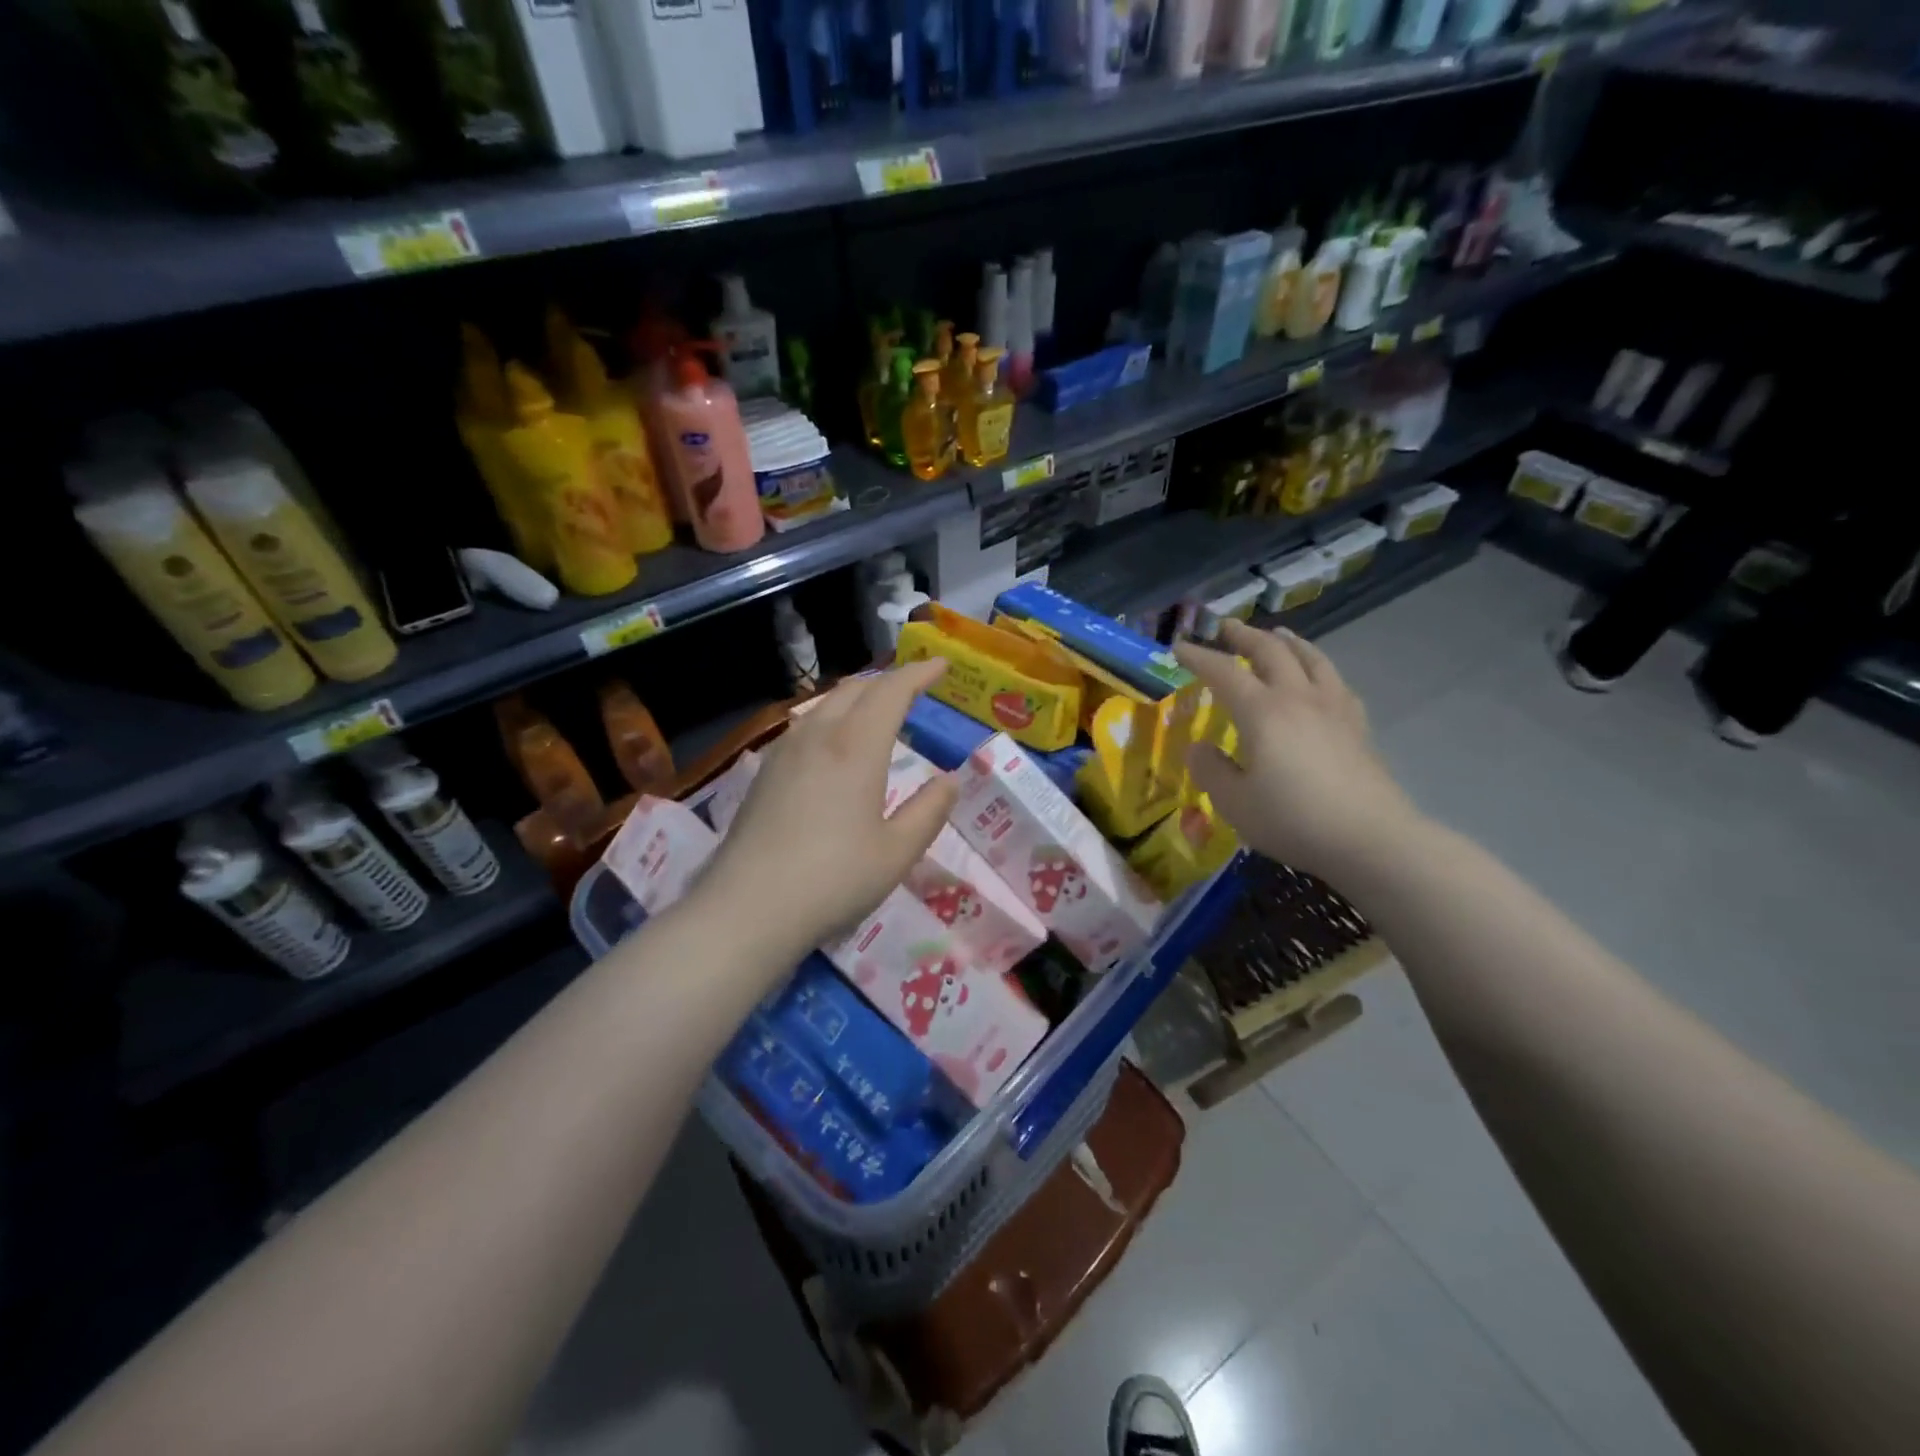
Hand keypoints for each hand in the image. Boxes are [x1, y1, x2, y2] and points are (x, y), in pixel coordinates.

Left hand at [699, 659, 958, 955]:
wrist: (748, 907)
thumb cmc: (833, 879)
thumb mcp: (897, 852)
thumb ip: (929, 811)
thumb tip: (949, 780)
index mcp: (857, 747)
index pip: (892, 691)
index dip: (919, 673)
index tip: (941, 665)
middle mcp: (819, 736)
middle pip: (855, 689)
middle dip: (888, 681)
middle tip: (914, 689)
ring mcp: (785, 751)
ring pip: (825, 704)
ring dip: (857, 697)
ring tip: (876, 711)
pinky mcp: (764, 772)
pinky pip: (805, 725)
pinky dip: (831, 718)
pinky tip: (833, 744)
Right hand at [1174, 620, 1421, 882]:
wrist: (1370, 839)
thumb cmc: (1292, 819)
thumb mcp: (1234, 802)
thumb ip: (1211, 770)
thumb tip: (1199, 749)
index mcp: (1262, 712)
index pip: (1224, 672)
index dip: (1199, 657)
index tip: (1179, 647)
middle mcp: (1298, 698)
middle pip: (1271, 652)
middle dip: (1245, 636)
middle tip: (1226, 628)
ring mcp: (1334, 709)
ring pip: (1311, 659)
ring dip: (1288, 642)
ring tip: (1277, 635)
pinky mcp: (1358, 727)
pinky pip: (1336, 682)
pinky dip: (1319, 668)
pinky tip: (1319, 677)